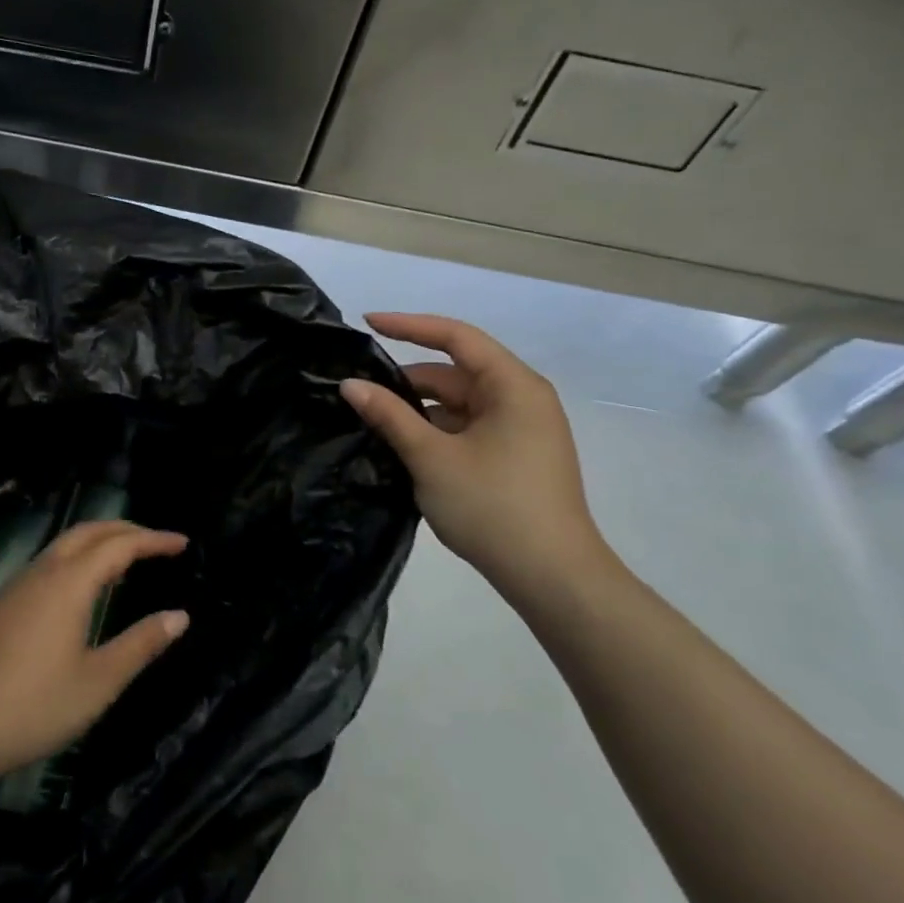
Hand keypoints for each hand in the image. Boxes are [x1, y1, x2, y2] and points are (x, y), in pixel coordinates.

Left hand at [0, 520, 189, 783]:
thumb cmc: (33, 706)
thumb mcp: (98, 682)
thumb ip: (141, 644)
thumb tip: (180, 616)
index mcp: (70, 583)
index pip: (120, 545)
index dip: (154, 540)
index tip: (183, 543)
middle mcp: (44, 571)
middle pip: (89, 531)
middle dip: (126, 530)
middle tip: (158, 544)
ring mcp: (19, 584)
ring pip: (65, 543)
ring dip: (100, 541)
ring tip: (128, 559)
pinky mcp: (5, 602)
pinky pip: (50, 561)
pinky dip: (79, 557)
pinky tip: (85, 587)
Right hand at [341, 313, 610, 593]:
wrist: (553, 578)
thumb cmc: (493, 507)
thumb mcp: (431, 457)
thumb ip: (389, 416)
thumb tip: (350, 385)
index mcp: (513, 387)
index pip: (456, 337)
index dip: (409, 325)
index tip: (368, 323)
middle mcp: (522, 399)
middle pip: (456, 373)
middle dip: (408, 380)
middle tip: (359, 391)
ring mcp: (522, 430)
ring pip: (460, 404)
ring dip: (419, 410)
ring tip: (373, 422)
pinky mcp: (516, 457)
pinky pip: (469, 428)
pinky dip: (436, 432)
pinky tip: (404, 448)